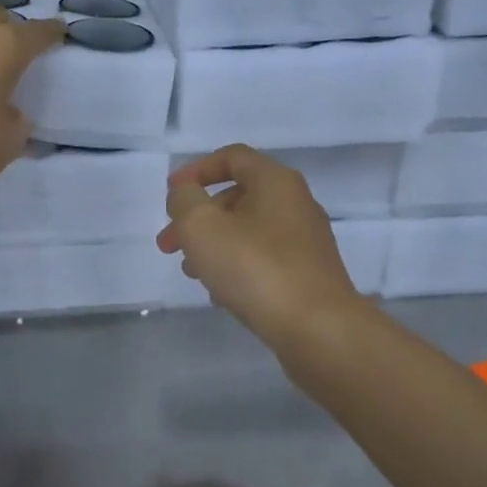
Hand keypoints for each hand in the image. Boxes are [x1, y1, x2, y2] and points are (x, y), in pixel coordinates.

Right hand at [157, 145, 359, 337]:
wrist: (317, 329)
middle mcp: (296, 205)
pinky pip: (263, 260)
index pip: (232, 157)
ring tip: (191, 273)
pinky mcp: (308, 275)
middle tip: (169, 245)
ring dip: (213, 245)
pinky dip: (236, 268)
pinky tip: (221, 294)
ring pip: (248, 232)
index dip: (196, 170)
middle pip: (237, 198)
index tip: (170, 192)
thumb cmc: (255, 268)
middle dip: (197, 218)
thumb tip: (186, 195)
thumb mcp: (202, 226)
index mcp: (275, 182)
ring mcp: (305, 242)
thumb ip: (184, 201)